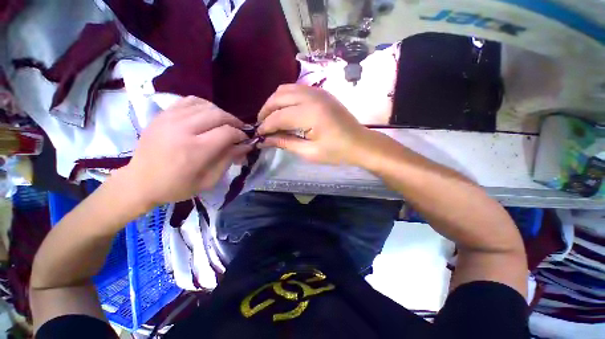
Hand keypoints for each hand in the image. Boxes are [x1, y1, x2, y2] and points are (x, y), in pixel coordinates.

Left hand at [123, 96, 251, 207]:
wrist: (139, 182)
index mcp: (195, 150)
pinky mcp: (163, 114)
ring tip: (225, 124)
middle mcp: (183, 129)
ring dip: (221, 114)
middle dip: (235, 122)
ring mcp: (170, 118)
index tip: (245, 141)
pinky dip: (204, 106)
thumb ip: (229, 159)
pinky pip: (189, 101)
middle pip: (219, 115)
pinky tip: (207, 115)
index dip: (241, 135)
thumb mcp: (209, 180)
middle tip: (239, 131)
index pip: (228, 132)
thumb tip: (246, 145)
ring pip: (206, 105)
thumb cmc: (177, 187)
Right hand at [257, 84, 369, 164]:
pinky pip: (296, 89)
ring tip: (271, 118)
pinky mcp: (321, 92)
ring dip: (274, 103)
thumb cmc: (337, 152)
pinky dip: (286, 99)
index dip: (266, 126)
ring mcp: (318, 91)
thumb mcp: (310, 152)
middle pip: (279, 97)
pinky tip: (285, 111)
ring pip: (285, 89)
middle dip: (266, 111)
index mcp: (311, 114)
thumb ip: (286, 143)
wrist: (360, 143)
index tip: (259, 135)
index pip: (279, 116)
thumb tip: (265, 140)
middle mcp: (313, 97)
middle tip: (262, 126)